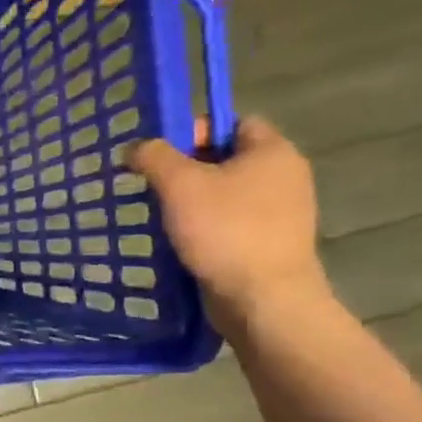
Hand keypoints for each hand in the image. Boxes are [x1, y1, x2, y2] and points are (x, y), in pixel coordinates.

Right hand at [128, 117, 327, 324]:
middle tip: (153, 186)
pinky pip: (231, 223)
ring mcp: (281, 213)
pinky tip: (182, 242)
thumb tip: (136, 147)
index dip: (194, 131)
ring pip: (226, 194)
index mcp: (273, 151)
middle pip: (226, 159)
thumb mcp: (179, 184)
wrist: (263, 299)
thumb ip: (154, 156)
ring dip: (193, 202)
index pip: (232, 122)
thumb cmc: (225, 231)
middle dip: (187, 170)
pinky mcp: (271, 244)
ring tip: (162, 217)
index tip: (161, 155)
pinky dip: (206, 228)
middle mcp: (285, 176)